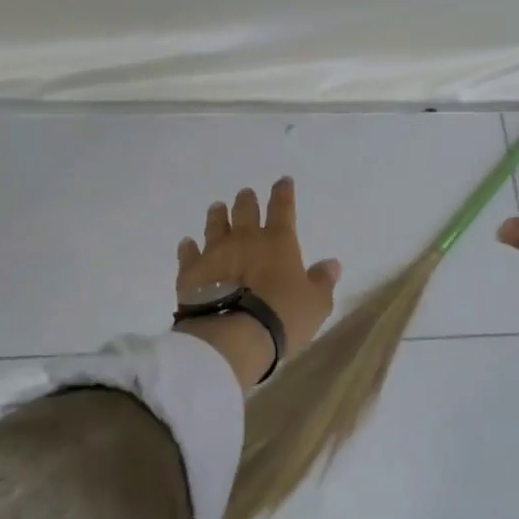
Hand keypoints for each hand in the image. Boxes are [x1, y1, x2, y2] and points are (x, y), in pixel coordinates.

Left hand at [176, 177, 341, 385]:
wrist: (232, 336)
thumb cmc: (281, 317)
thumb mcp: (316, 304)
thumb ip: (323, 281)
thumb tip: (332, 264)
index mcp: (278, 242)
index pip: (282, 208)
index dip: (283, 193)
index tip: (283, 181)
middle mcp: (245, 239)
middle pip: (245, 211)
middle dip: (247, 200)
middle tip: (246, 194)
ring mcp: (215, 253)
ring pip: (215, 225)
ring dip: (217, 215)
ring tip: (217, 208)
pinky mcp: (191, 272)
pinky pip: (188, 253)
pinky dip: (188, 247)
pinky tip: (187, 243)